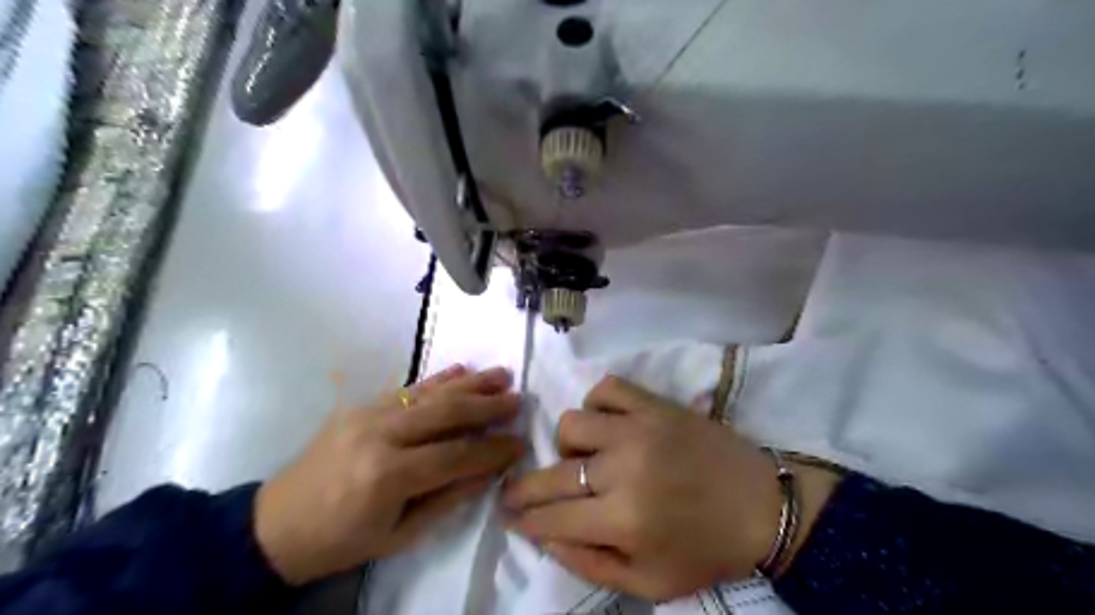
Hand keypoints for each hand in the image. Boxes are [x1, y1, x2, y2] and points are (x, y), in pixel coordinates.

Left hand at [260, 366, 527, 584]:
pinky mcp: (360, 405)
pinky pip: (406, 388)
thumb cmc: (341, 540)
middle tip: (519, 398)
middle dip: (488, 405)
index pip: (456, 455)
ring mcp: (368, 413)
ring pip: (430, 393)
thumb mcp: (400, 534)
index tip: (520, 443)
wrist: (275, 525)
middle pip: (446, 413)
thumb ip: (449, 498)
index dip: (492, 450)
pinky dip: (437, 379)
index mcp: (388, 474)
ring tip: (501, 375)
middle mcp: (380, 434)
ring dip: (469, 383)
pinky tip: (461, 370)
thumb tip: (491, 472)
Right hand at [505, 375, 840, 599]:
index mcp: (622, 519)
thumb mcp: (650, 583)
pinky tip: (607, 424)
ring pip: (571, 423)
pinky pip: (606, 388)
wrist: (763, 505)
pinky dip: (597, 405)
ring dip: (569, 446)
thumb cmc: (706, 549)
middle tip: (516, 491)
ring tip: (585, 459)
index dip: (523, 518)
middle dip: (523, 487)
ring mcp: (638, 428)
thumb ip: (590, 564)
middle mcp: (622, 468)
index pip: (551, 516)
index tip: (509, 515)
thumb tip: (545, 537)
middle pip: (552, 472)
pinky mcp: (655, 404)